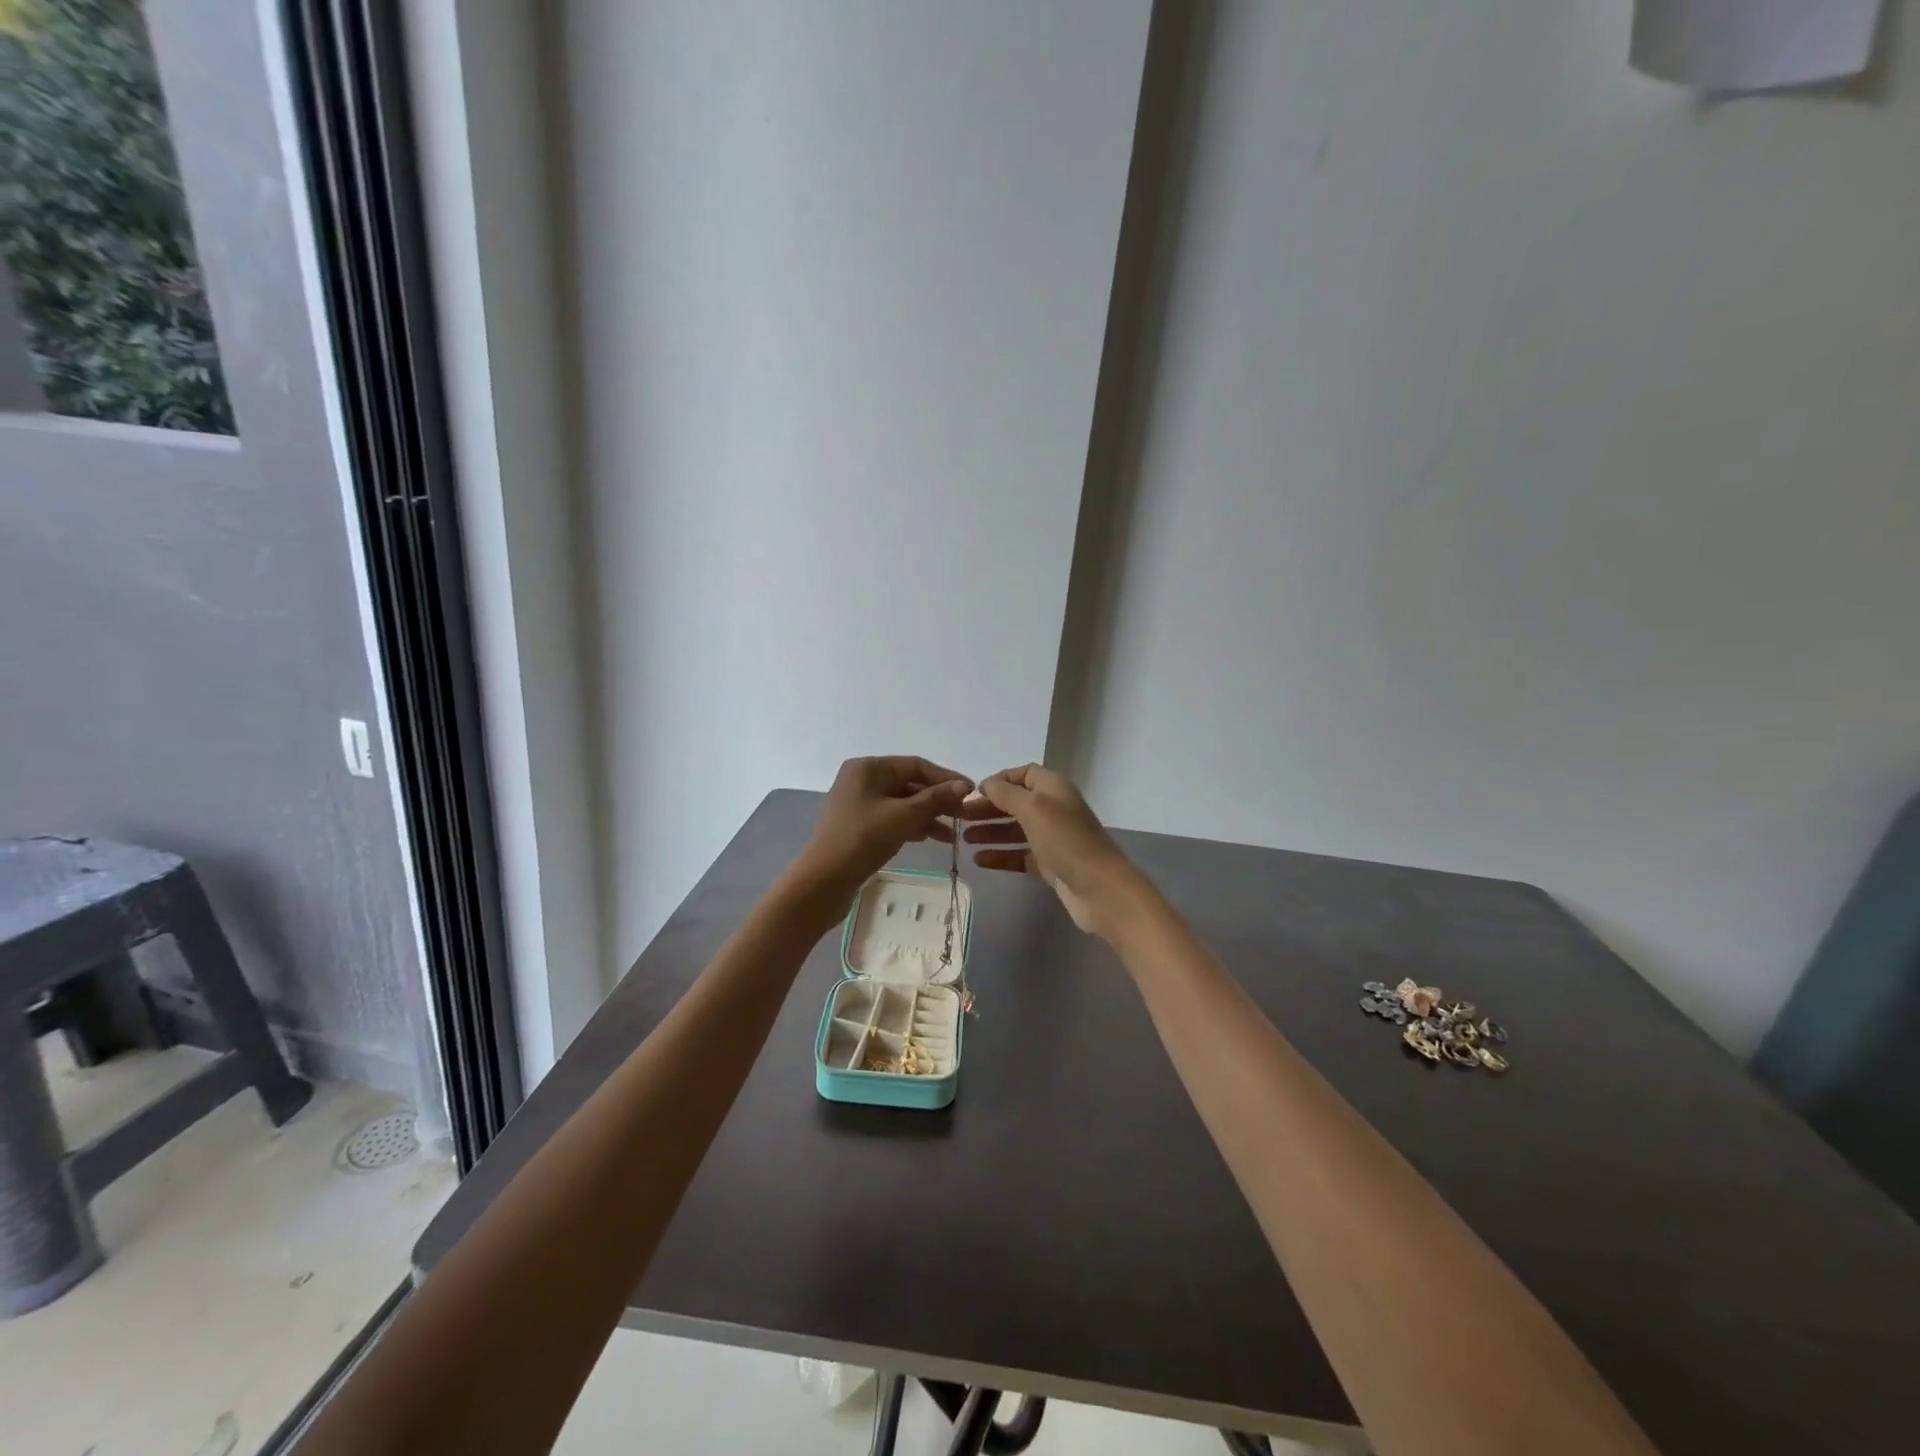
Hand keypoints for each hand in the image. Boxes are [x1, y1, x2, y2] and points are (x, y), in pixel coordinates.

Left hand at [797, 756, 972, 903]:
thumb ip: (935, 799)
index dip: (947, 778)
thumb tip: (965, 786)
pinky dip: (913, 826)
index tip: (973, 793)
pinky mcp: (860, 826)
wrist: (824, 882)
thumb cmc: (863, 840)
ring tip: (954, 834)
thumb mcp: (904, 816)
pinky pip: (893, 818)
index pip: (916, 765)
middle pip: (910, 784)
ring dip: (929, 816)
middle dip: (939, 800)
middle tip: (966, 816)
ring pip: (903, 803)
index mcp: (868, 768)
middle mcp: (862, 779)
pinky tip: (933, 839)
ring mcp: (860, 803)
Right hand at [963, 764, 1144, 940]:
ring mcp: (1052, 839)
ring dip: (990, 832)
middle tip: (961, 817)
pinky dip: (1000, 856)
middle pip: (1016, 803)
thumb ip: (1006, 794)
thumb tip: (986, 784)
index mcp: (1054, 788)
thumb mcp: (1033, 808)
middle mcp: (1053, 809)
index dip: (1000, 780)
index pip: (1024, 774)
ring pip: (1015, 830)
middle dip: (989, 808)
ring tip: (964, 839)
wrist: (1099, 888)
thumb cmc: (1065, 839)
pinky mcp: (1049, 865)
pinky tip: (979, 860)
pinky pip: (1019, 856)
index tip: (974, 792)